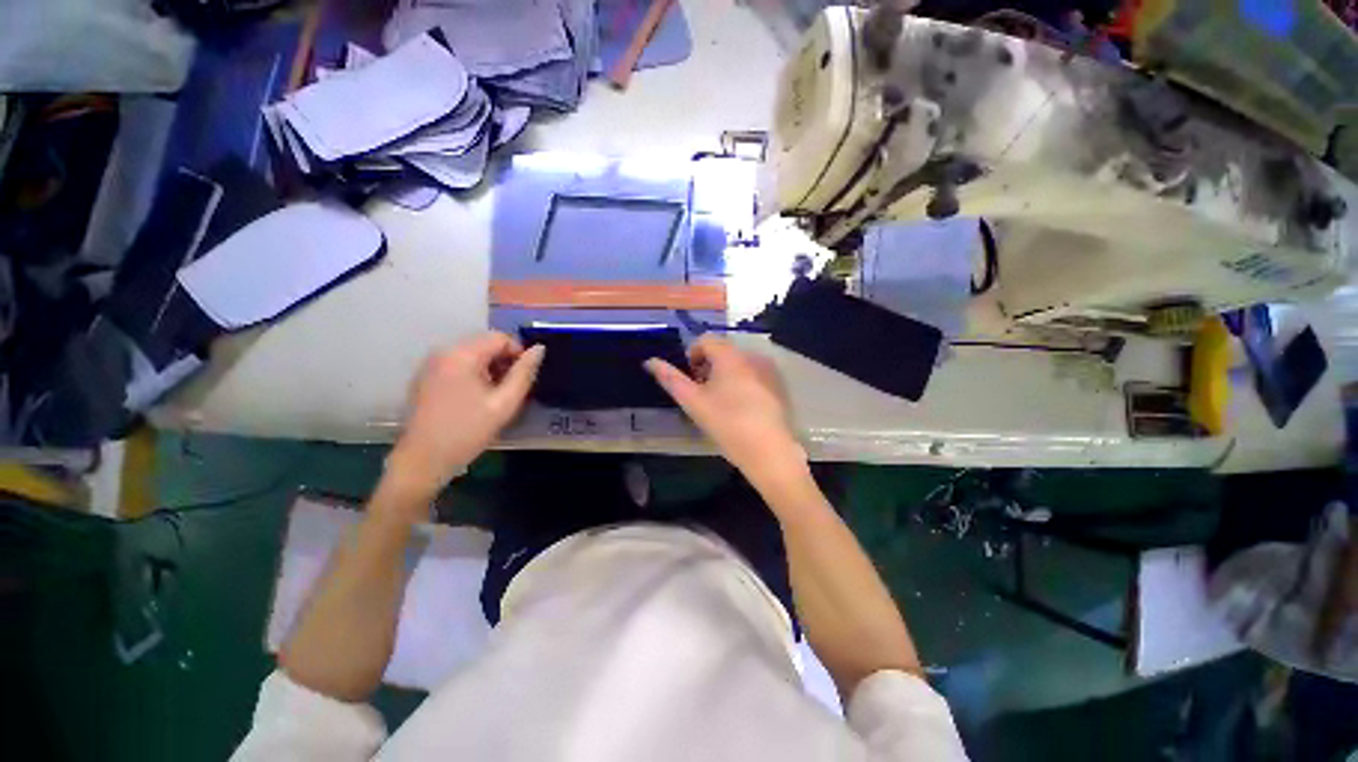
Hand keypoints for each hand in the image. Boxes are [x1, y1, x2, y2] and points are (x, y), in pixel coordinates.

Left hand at [385, 332, 544, 504]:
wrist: (423, 460)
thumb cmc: (468, 431)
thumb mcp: (505, 403)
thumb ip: (524, 373)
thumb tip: (539, 350)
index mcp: (462, 355)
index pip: (500, 337)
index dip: (519, 353)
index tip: (525, 377)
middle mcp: (443, 352)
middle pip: (485, 344)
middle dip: (504, 361)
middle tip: (512, 389)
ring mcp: (431, 364)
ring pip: (472, 354)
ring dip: (490, 369)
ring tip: (496, 396)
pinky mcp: (426, 377)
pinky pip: (458, 364)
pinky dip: (474, 374)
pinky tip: (476, 399)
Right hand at [645, 336, 807, 493]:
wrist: (769, 451)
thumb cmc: (727, 424)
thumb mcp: (693, 402)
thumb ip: (671, 379)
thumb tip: (650, 361)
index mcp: (730, 356)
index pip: (706, 339)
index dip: (692, 355)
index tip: (691, 379)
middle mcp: (751, 355)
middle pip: (723, 350)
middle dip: (708, 366)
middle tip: (703, 393)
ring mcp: (769, 369)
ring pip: (739, 362)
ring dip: (725, 373)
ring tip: (722, 401)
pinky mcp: (779, 384)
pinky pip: (754, 373)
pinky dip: (743, 381)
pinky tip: (742, 406)